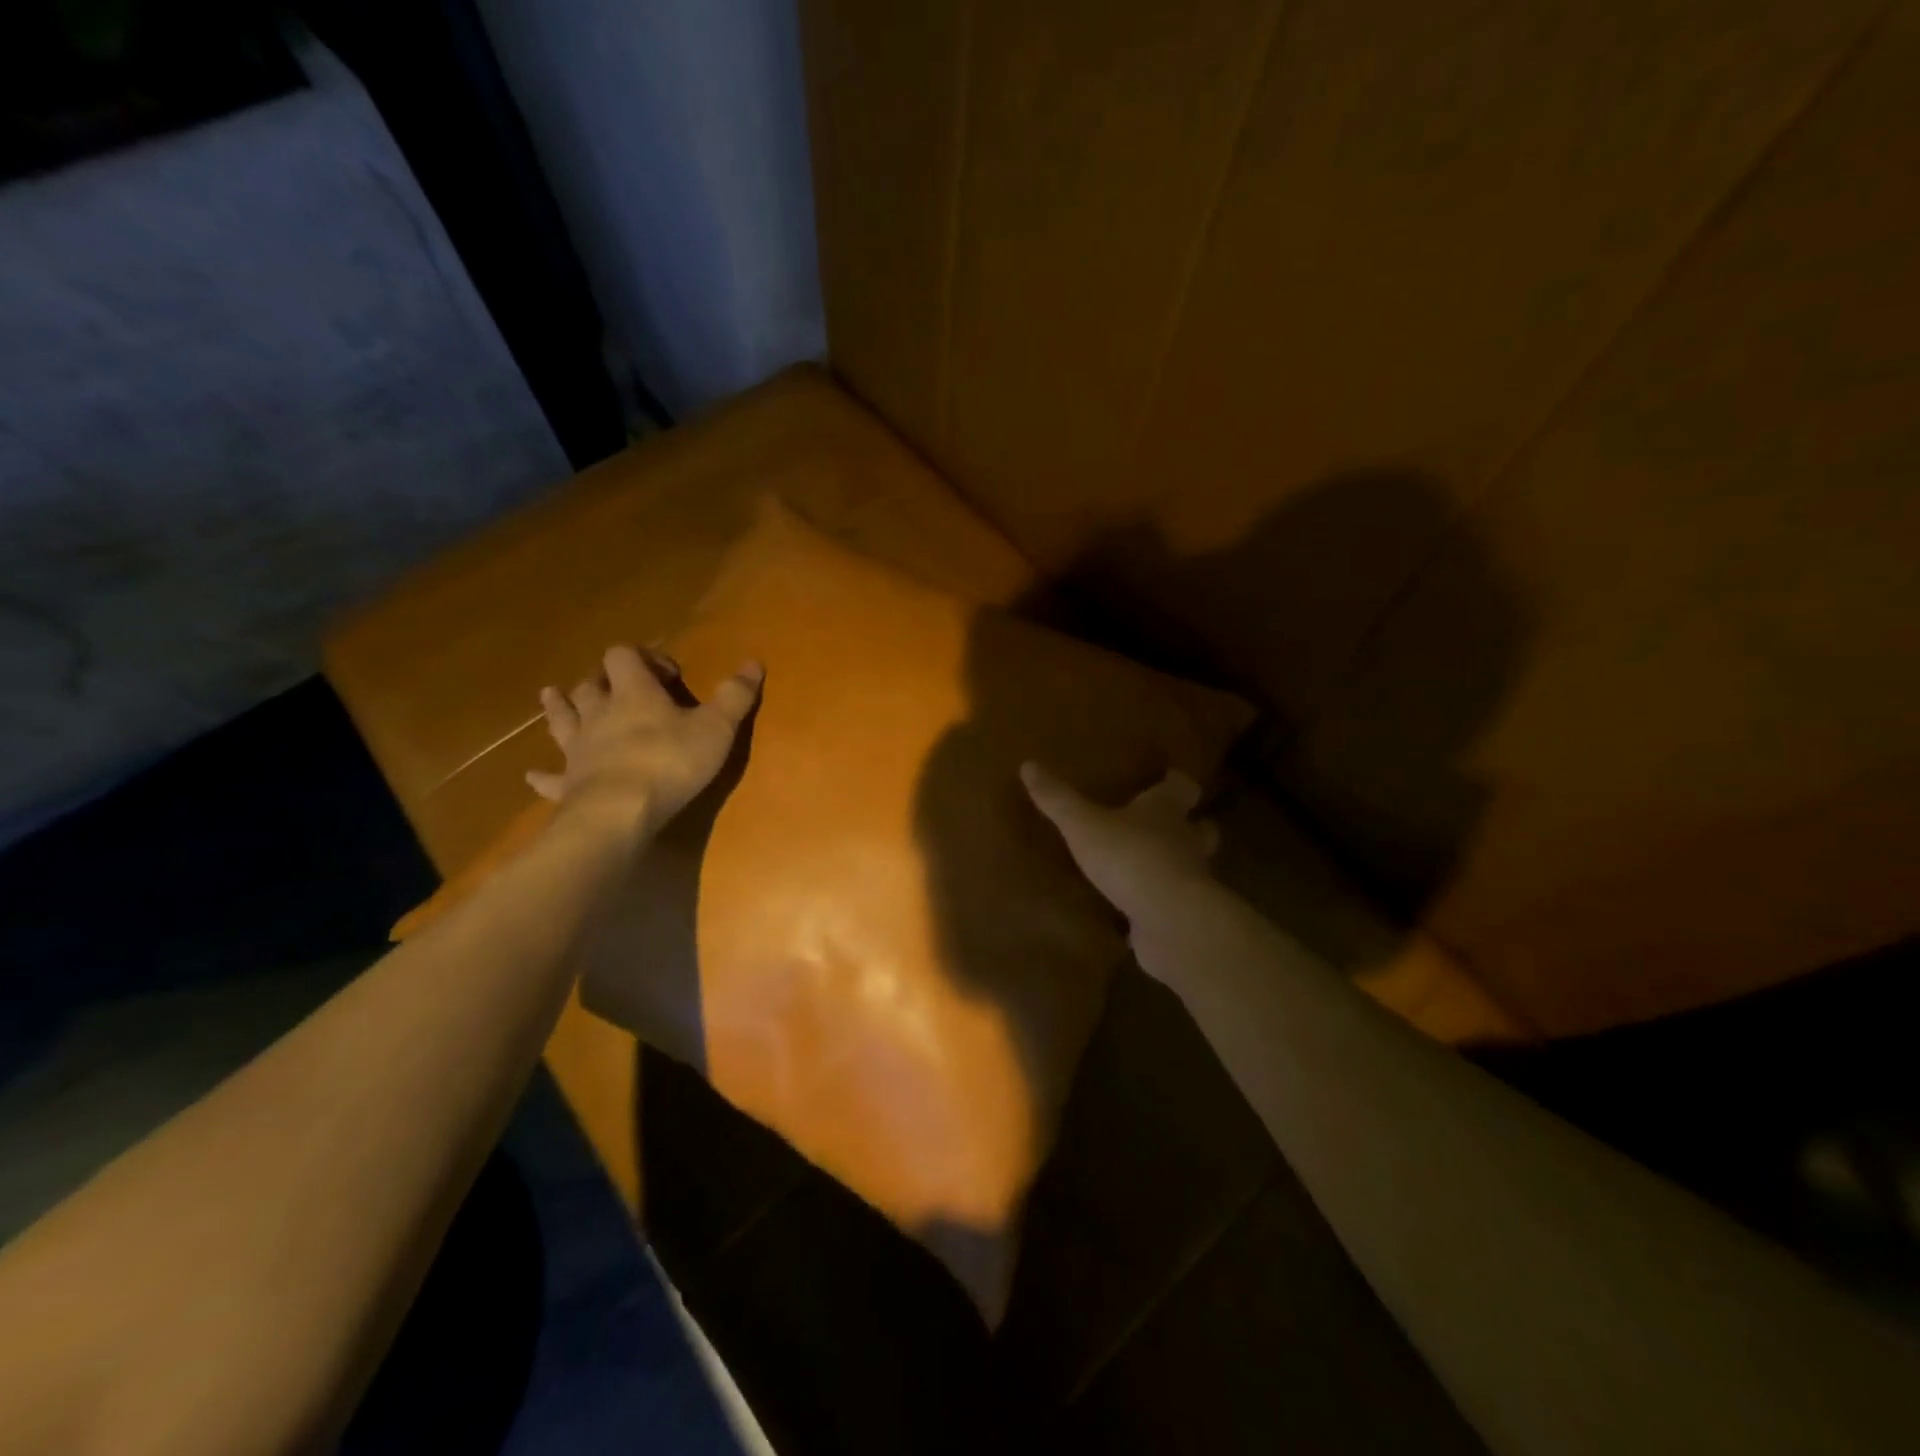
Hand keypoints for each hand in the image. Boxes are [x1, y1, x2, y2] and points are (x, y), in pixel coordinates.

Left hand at [527, 644, 762, 844]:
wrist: (620, 812)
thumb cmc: (671, 762)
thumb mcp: (717, 727)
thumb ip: (735, 695)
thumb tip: (754, 661)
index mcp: (633, 693)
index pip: (624, 656)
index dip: (644, 657)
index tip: (669, 675)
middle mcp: (599, 713)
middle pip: (590, 684)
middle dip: (603, 680)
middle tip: (618, 688)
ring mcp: (578, 748)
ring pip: (562, 718)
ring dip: (559, 706)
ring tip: (551, 696)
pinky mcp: (568, 783)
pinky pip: (550, 776)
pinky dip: (543, 775)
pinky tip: (533, 776)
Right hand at [1021, 762, 1218, 921]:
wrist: (1169, 920)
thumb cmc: (1130, 856)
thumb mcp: (1083, 824)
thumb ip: (1058, 799)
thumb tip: (1028, 764)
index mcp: (1166, 810)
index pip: (1182, 787)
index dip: (1175, 782)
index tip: (1168, 778)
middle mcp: (1186, 841)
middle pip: (1199, 828)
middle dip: (1186, 826)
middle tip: (1165, 826)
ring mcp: (1190, 881)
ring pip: (1189, 866)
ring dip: (1174, 864)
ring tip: (1146, 867)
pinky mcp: (1182, 915)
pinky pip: (1171, 904)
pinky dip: (1159, 903)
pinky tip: (1139, 910)